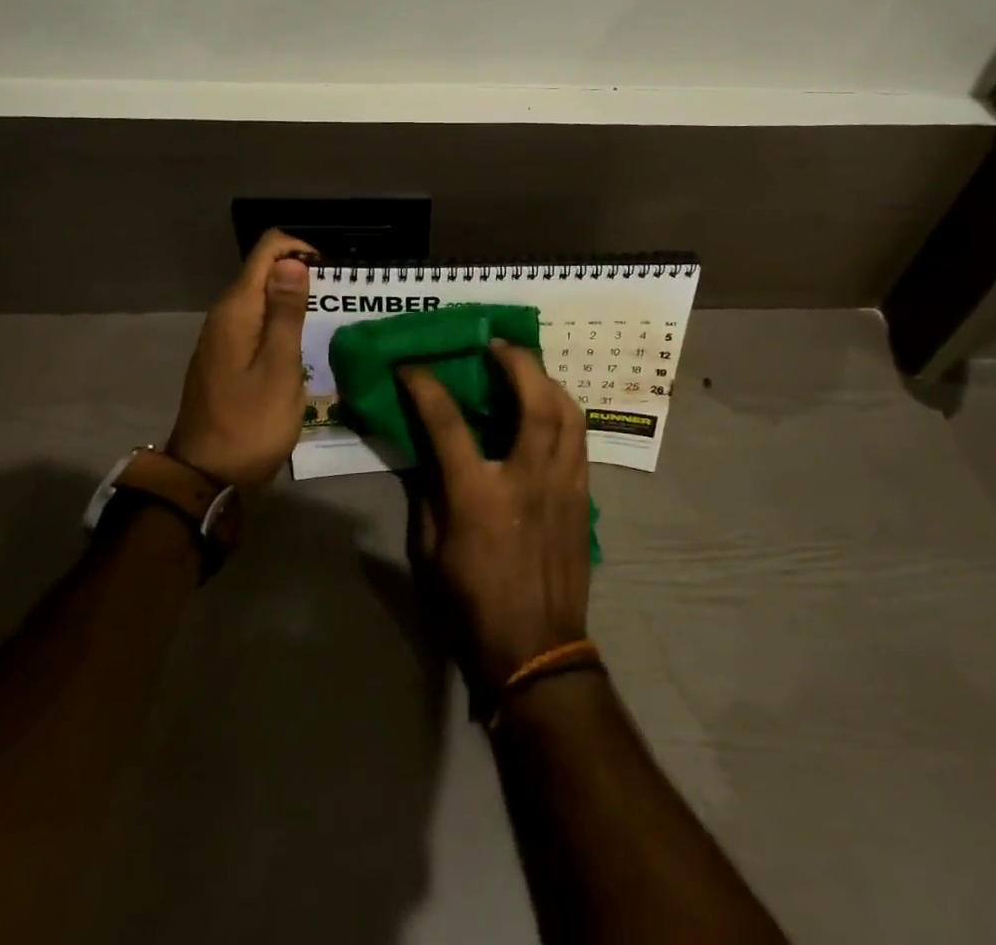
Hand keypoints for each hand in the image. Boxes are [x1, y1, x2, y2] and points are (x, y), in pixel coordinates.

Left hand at [163, 229, 315, 487]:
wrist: (206, 476)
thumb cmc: (251, 423)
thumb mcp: (279, 368)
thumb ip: (286, 313)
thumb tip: (292, 261)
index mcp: (236, 310)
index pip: (267, 250)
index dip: (301, 250)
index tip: (331, 275)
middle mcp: (224, 314)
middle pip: (263, 271)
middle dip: (300, 274)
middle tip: (336, 302)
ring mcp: (221, 337)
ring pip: (260, 298)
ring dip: (292, 300)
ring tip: (325, 322)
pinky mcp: (223, 357)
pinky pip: (254, 322)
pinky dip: (278, 322)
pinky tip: (299, 345)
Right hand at [400, 341, 591, 692]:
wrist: (537, 650)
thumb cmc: (472, 605)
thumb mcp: (430, 551)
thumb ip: (429, 492)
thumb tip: (429, 450)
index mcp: (479, 495)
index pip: (448, 423)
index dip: (427, 387)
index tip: (413, 366)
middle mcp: (527, 478)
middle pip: (533, 400)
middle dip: (516, 361)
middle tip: (498, 345)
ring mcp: (563, 485)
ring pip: (568, 413)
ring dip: (548, 380)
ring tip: (529, 369)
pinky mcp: (583, 496)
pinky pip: (579, 439)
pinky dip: (565, 412)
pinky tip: (551, 410)